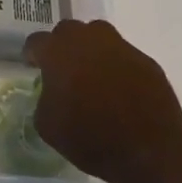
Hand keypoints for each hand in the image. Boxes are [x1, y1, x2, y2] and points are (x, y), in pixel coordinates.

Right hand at [23, 20, 181, 182]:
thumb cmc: (90, 138)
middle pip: (68, 31)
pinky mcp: (146, 61)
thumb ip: (44, 99)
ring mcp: (120, 47)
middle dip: (62, 46)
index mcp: (58, 52)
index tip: (34, 67)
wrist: (149, 152)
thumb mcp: (48, 125)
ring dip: (91, 49)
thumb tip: (53, 93)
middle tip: (63, 70)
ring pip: (99, 36)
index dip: (32, 55)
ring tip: (93, 75)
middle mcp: (88, 39)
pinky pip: (124, 56)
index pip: (36, 41)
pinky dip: (118, 67)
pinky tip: (120, 90)